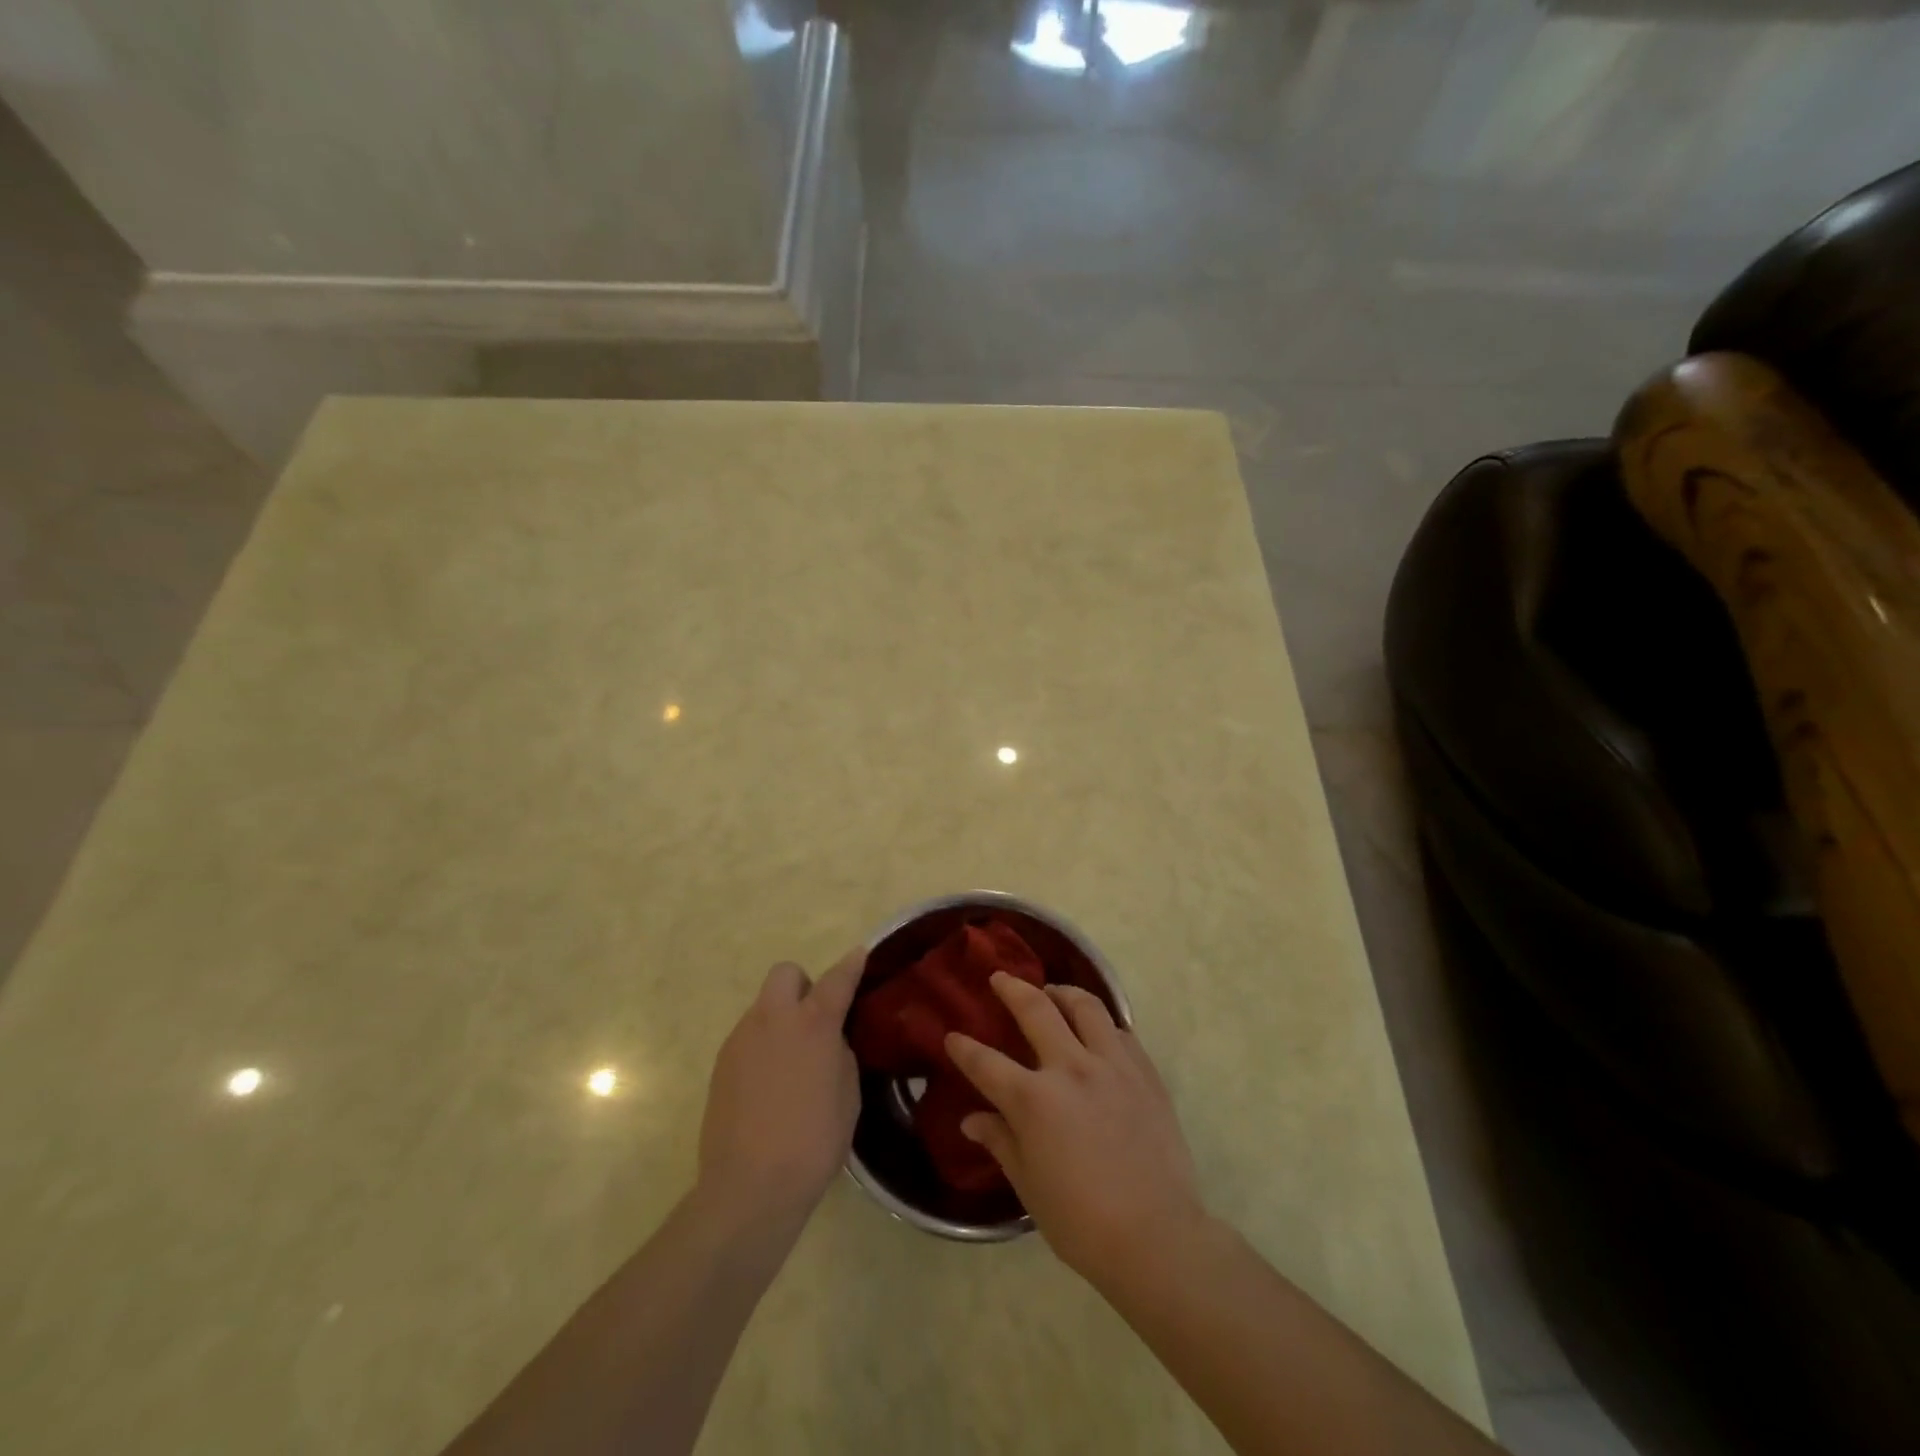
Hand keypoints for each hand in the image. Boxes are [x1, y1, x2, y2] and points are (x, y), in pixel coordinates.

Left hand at [698, 948, 864, 1228]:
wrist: (749, 1187)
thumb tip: (829, 1041)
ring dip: (781, 1017)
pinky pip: (748, 1036)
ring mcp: (742, 1039)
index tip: (860, 954)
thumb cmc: (813, 1143)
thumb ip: (840, 1054)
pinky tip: (769, 1083)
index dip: (851, 964)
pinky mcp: (721, 1063)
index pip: (837, 979)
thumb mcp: (848, 1096)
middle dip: (803, 985)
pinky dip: (762, 1045)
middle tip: (815, 1019)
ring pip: (763, 1006)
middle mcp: (774, 1020)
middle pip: (786, 974)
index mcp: (814, 1024)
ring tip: (792, 1060)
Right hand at [947, 975, 1208, 1284]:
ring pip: (1085, 1005)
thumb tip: (971, 1120)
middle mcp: (1071, 1068)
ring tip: (1053, 992)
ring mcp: (1112, 1065)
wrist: (1158, 1236)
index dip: (964, 1048)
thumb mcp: (1029, 1186)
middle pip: (1036, 1009)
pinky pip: (1119, 1030)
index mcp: (1034, 1100)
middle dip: (1012, 989)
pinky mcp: (1144, 1072)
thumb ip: (1001, 1142)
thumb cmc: (1082, 1221)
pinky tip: (1097, 1030)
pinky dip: (1101, 1022)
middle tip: (1000, 979)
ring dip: (1062, 992)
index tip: (952, 1036)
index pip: (986, 1063)